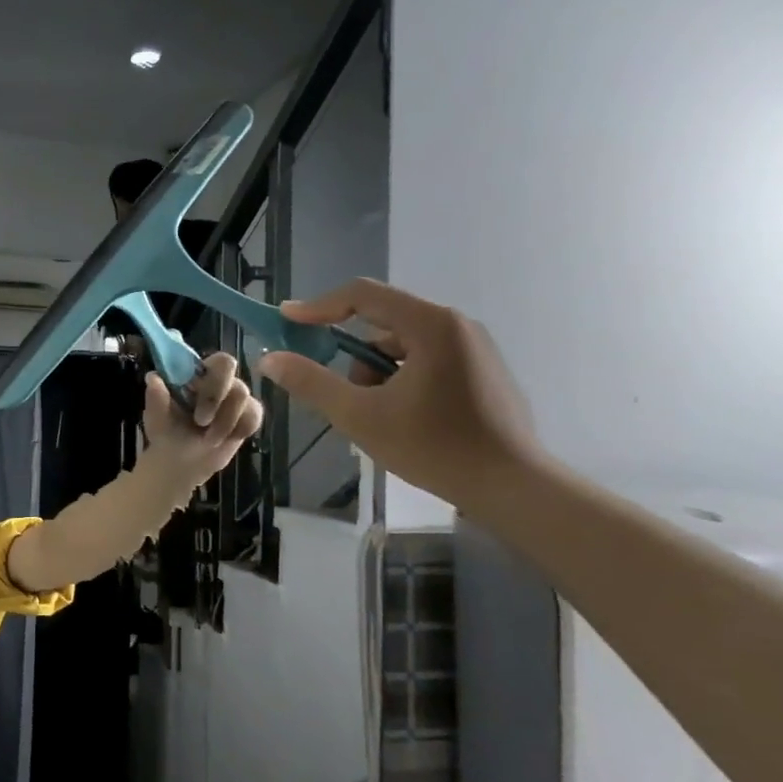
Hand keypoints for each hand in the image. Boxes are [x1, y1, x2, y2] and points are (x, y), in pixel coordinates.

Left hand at [137, 352, 264, 491]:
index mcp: (195, 374)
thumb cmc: (167, 432)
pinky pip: (254, 415)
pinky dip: (239, 429)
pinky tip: (225, 440)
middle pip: (229, 368)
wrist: (181, 463)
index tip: (194, 393)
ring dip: (224, 421)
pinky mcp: (248, 415)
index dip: (207, 373)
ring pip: (242, 395)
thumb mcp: (156, 417)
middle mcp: (218, 379)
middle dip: (214, 396)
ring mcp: (235, 396)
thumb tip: (153, 377)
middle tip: (201, 421)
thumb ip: (156, 397)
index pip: (212, 358)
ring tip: (209, 440)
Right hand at [252, 279, 543, 509]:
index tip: (285, 321)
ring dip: (374, 372)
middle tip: (330, 387)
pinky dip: (399, 379)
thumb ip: (311, 382)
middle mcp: (456, 325)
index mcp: (430, 325)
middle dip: (348, 353)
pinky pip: (425, 360)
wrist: (512, 486)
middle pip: (382, 321)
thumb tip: (270, 358)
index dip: (318, 306)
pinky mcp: (482, 371)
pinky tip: (400, 418)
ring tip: (371, 416)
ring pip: (402, 345)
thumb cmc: (433, 446)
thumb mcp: (359, 415)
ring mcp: (474, 348)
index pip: (362, 295)